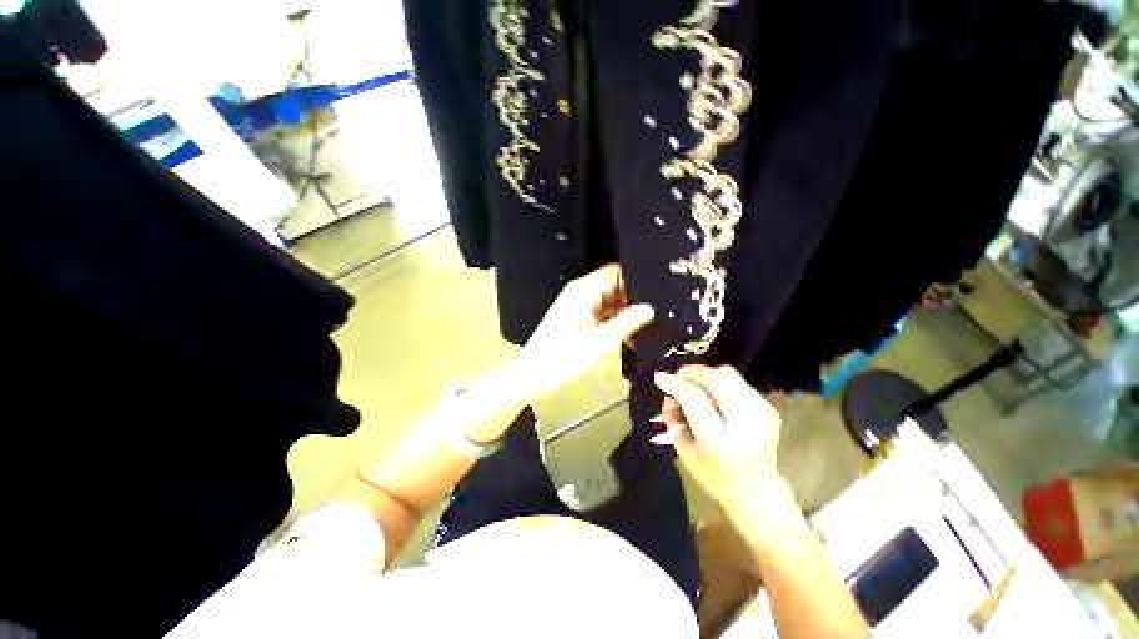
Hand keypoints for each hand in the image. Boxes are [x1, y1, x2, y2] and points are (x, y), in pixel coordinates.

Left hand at [516, 264, 653, 397]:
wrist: (535, 374)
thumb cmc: (565, 357)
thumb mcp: (602, 341)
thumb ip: (627, 322)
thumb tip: (648, 308)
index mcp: (584, 290)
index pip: (616, 272)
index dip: (635, 281)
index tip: (653, 295)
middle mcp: (579, 292)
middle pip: (612, 286)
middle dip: (630, 300)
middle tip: (650, 316)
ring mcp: (576, 304)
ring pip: (606, 300)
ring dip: (621, 313)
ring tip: (640, 329)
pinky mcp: (574, 316)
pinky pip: (597, 311)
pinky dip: (610, 320)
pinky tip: (624, 335)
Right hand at [654, 365, 785, 512]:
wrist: (757, 491)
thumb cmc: (713, 476)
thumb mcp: (683, 451)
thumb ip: (673, 418)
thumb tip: (669, 393)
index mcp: (720, 442)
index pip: (694, 398)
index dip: (674, 383)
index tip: (659, 377)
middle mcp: (744, 425)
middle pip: (716, 379)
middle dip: (692, 372)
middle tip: (678, 377)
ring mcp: (762, 415)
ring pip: (729, 375)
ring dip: (707, 375)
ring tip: (696, 386)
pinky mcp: (769, 409)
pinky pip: (739, 383)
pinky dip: (722, 383)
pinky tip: (716, 397)